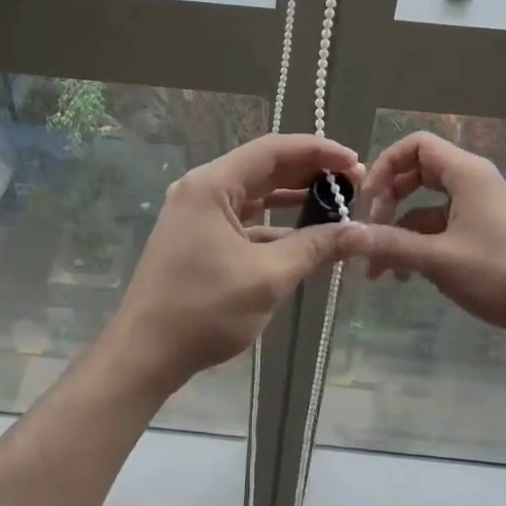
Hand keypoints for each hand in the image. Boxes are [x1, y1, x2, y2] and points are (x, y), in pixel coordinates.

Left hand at [107, 134, 366, 394]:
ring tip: (336, 203)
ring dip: (293, 196)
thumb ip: (316, 247)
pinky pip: (244, 218)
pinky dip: (275, 223)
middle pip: (264, 167)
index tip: (354, 162)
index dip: (317, 151)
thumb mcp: (268, 277)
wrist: (144, 355)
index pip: (273, 150)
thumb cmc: (203, 310)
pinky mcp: (198, 237)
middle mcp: (202, 189)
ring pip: (255, 193)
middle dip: (309, 173)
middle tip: (352, 183)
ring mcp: (197, 213)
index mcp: (212, 184)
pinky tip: (305, 235)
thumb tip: (362, 233)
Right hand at [353, 131, 505, 357]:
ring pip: (424, 205)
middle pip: (416, 172)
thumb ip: (390, 244)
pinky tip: (404, 276)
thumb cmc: (500, 274)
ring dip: (399, 230)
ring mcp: (477, 208)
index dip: (386, 164)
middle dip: (389, 198)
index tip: (368, 199)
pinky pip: (438, 227)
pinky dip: (418, 245)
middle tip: (372, 227)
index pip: (416, 145)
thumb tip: (346, 236)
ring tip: (379, 268)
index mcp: (466, 173)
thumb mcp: (439, 259)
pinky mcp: (480, 232)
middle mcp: (471, 182)